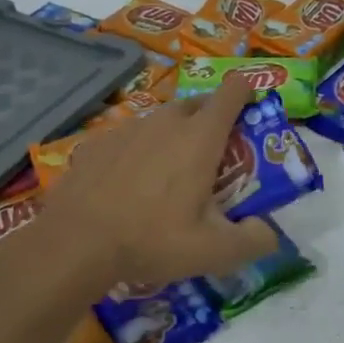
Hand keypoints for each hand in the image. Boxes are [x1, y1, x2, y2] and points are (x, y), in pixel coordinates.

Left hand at [40, 74, 280, 287]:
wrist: (74, 242)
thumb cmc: (152, 239)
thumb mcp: (213, 252)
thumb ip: (253, 241)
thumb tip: (269, 233)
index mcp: (201, 136)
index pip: (233, 91)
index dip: (246, 93)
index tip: (251, 111)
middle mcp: (167, 121)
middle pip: (198, 104)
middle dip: (211, 121)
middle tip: (212, 158)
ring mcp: (129, 127)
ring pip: (161, 121)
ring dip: (173, 137)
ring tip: (168, 175)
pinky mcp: (97, 141)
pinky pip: (129, 138)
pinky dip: (137, 152)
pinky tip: (129, 185)